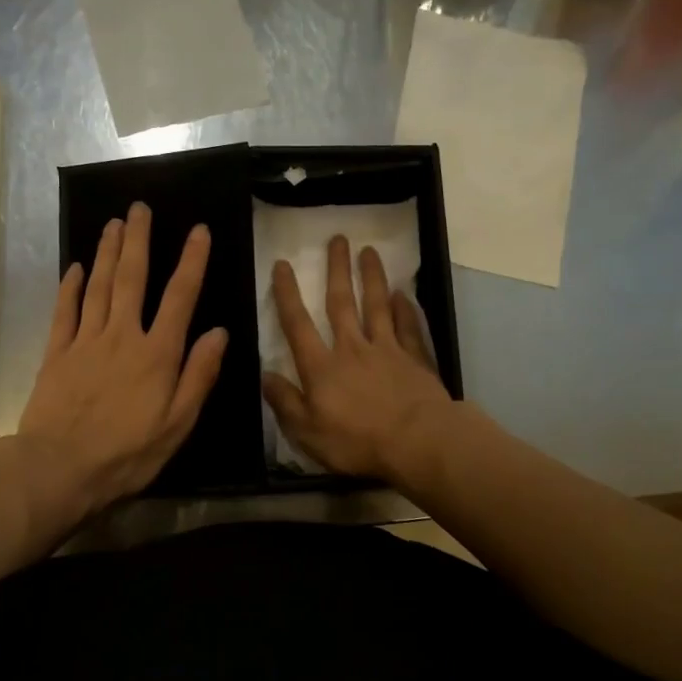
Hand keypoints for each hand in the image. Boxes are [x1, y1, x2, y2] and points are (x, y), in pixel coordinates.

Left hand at [16, 202, 228, 520]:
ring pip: (98, 286)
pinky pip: (65, 312)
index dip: (191, 262)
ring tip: (113, 223)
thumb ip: (199, 376)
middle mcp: (122, 336)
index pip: (179, 298)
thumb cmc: (126, 453)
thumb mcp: (177, 424)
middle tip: (139, 207)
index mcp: (157, 354)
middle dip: (138, 240)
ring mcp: (85, 342)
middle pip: (131, 278)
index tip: (197, 230)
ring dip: (106, 252)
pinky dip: (70, 287)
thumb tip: (219, 333)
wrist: (59, 468)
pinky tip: (74, 268)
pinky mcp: (56, 354)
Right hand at [262, 235, 451, 483]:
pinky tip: (402, 294)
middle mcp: (352, 348)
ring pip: (376, 305)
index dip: (288, 294)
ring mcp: (387, 350)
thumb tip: (264, 376)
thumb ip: (285, 402)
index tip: (283, 265)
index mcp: (321, 367)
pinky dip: (405, 308)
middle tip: (337, 238)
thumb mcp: (307, 432)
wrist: (417, 441)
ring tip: (369, 250)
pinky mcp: (415, 358)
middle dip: (336, 270)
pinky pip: (408, 327)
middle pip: (341, 303)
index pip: (298, 324)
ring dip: (371, 277)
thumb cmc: (357, 441)